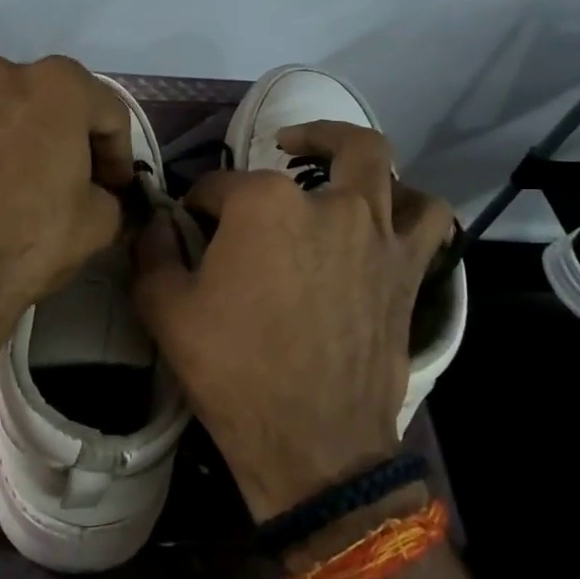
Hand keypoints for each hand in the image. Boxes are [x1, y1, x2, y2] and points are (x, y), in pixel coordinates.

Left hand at [0, 55, 134, 350]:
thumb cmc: (29, 241)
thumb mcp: (100, 223)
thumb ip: (109, 192)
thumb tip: (99, 192)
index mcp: (60, 86)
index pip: (108, 114)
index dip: (118, 154)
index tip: (116, 186)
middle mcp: (4, 72)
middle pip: (54, 100)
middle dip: (70, 135)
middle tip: (74, 178)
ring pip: (6, 103)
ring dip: (21, 130)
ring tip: (21, 173)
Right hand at [134, 122, 453, 519]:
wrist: (311, 442)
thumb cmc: (232, 371)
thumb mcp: (164, 309)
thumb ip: (152, 251)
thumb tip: (157, 223)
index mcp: (263, 204)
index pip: (218, 186)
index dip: (197, 206)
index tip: (189, 228)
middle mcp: (328, 203)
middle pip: (325, 145)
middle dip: (302, 136)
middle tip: (283, 146)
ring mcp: (377, 234)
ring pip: (384, 169)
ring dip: (360, 163)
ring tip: (339, 176)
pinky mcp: (408, 270)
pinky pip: (427, 219)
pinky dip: (410, 207)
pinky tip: (387, 220)